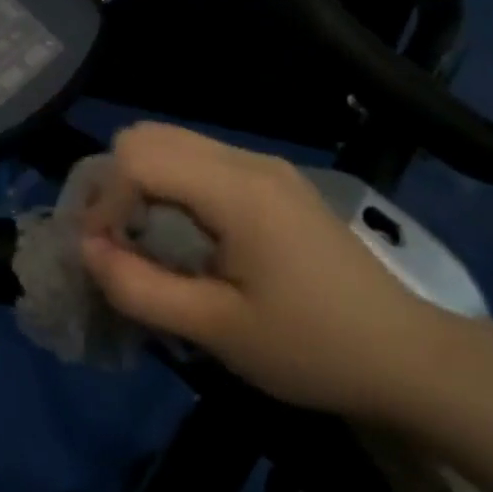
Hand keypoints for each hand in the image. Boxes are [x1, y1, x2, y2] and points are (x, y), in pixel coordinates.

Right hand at [80, 123, 441, 418]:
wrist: (406, 356)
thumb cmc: (311, 348)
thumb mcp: (216, 330)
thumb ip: (140, 288)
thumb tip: (86, 249)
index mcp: (238, 190)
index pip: (138, 156)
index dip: (105, 202)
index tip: (106, 255)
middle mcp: (249, 161)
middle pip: (149, 135)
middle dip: (115, 184)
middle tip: (115, 241)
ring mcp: (265, 167)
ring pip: (173, 143)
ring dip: (141, 185)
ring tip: (143, 242)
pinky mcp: (273, 183)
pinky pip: (199, 162)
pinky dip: (170, 188)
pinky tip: (183, 237)